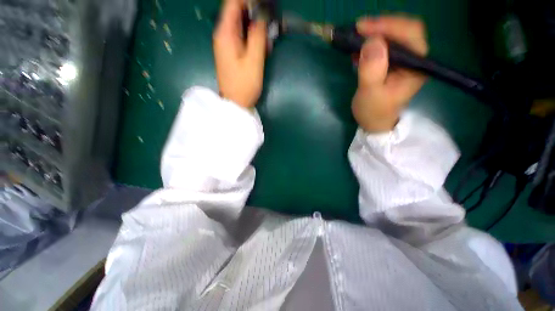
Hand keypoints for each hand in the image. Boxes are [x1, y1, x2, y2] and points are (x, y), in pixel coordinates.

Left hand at [213, 0, 266, 107]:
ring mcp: (227, 44)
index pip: (233, 3)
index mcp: (225, 33)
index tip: (264, 7)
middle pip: (237, 12)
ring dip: (256, 29)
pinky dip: (253, 38)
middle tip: (270, 26)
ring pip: (241, 25)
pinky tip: (262, 48)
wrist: (235, 103)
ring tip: (268, 41)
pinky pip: (242, 37)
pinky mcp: (232, 53)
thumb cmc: (244, 85)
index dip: (248, 1)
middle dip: (255, 15)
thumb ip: (257, 36)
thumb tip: (262, 16)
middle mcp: (223, 35)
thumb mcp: (254, 61)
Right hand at [352, 16, 428, 131]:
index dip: (388, 25)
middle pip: (403, 30)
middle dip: (380, 26)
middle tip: (358, 30)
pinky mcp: (391, 62)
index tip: (363, 28)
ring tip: (355, 39)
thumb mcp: (370, 94)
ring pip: (393, 35)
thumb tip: (371, 42)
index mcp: (416, 66)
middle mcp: (413, 58)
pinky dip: (370, 43)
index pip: (410, 33)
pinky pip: (383, 45)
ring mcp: (403, 60)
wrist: (374, 122)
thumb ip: (372, 70)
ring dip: (374, 33)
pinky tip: (358, 49)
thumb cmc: (374, 111)